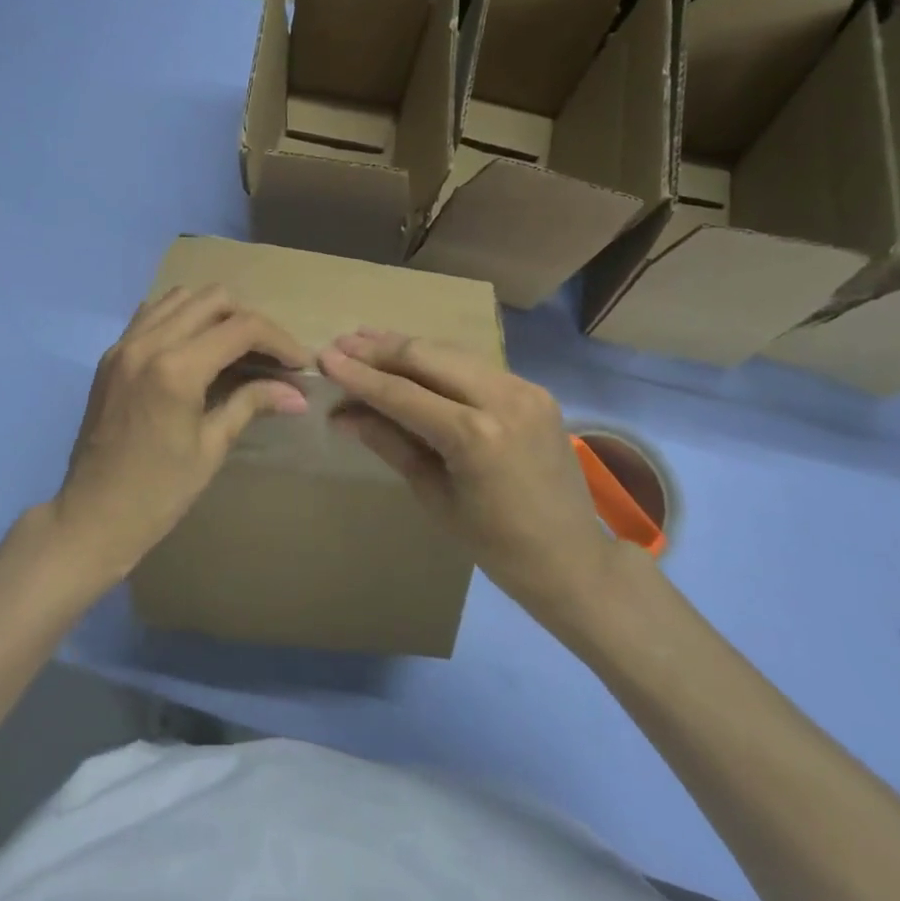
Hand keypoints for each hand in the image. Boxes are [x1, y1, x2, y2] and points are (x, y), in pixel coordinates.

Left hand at [51, 287, 308, 585]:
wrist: (91, 517)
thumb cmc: (157, 493)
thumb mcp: (211, 448)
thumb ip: (251, 404)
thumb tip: (298, 394)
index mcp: (175, 369)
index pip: (241, 328)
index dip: (279, 340)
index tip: (299, 363)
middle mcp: (148, 343)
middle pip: (213, 299)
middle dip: (249, 321)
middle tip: (268, 355)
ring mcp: (124, 345)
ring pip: (180, 297)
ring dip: (214, 313)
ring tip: (233, 347)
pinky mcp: (111, 354)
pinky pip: (152, 313)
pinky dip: (180, 317)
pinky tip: (194, 347)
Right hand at [317, 330, 618, 636]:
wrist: (574, 559)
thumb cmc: (496, 545)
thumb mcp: (433, 496)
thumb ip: (388, 443)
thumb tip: (340, 414)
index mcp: (475, 436)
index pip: (402, 393)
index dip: (359, 375)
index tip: (324, 358)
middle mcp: (502, 398)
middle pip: (426, 356)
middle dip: (378, 349)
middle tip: (340, 344)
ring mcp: (523, 388)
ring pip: (449, 352)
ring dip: (405, 347)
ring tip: (364, 341)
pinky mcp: (533, 388)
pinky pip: (473, 365)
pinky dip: (437, 359)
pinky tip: (411, 357)